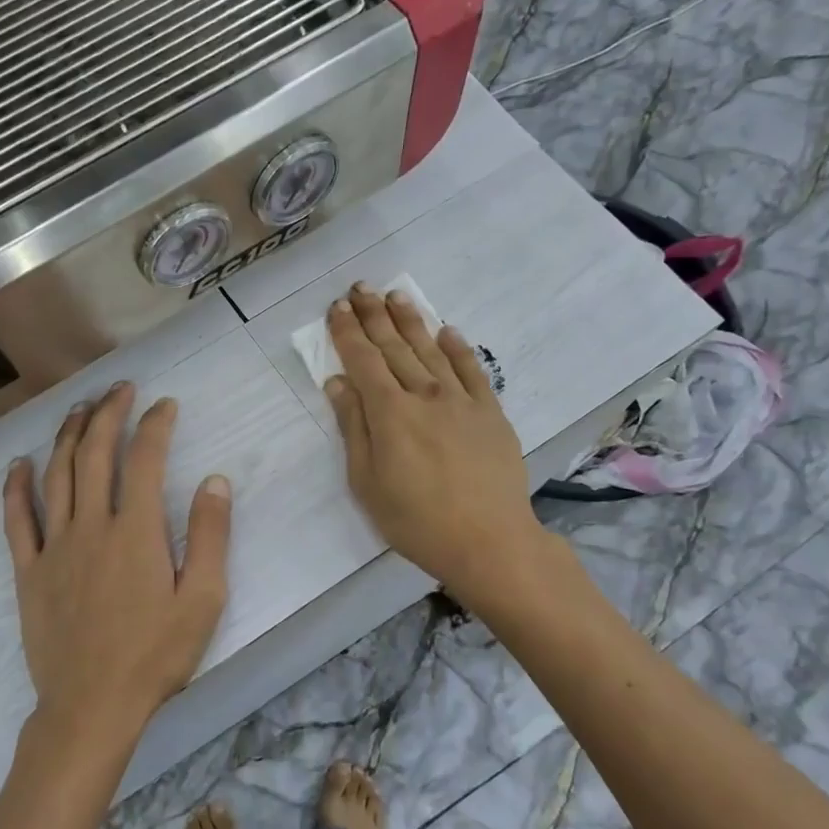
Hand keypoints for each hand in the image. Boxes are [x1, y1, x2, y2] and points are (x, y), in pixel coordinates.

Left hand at [2, 382, 231, 752]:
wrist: (92, 706)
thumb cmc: (155, 656)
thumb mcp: (204, 600)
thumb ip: (210, 537)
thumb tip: (214, 481)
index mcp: (136, 532)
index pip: (144, 460)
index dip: (154, 425)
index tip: (164, 405)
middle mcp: (91, 526)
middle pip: (95, 454)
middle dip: (108, 414)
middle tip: (119, 389)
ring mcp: (54, 547)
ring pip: (57, 476)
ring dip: (68, 436)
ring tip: (78, 408)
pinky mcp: (29, 571)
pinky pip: (17, 520)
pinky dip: (16, 487)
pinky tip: (18, 464)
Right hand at [323, 284, 544, 592]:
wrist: (488, 541)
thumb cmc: (416, 520)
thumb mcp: (368, 482)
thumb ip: (354, 428)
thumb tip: (338, 383)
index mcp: (390, 413)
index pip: (363, 361)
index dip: (348, 332)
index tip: (337, 308)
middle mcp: (424, 395)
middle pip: (395, 347)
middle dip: (374, 316)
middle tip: (361, 287)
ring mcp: (462, 401)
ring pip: (431, 350)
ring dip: (411, 321)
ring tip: (396, 296)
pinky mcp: (491, 412)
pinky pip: (473, 371)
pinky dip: (458, 348)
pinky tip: (448, 331)